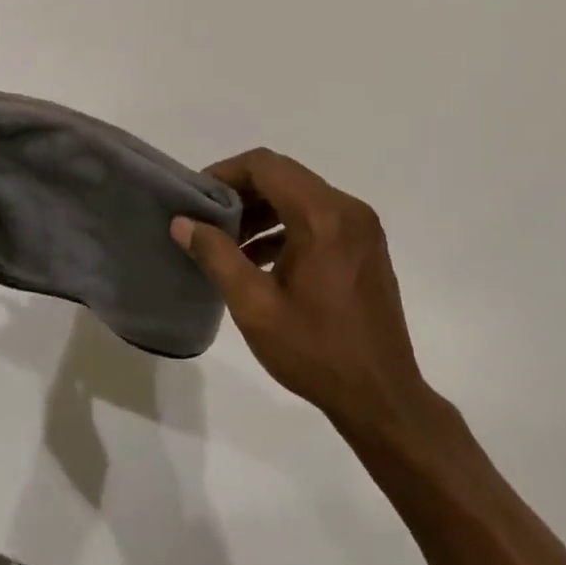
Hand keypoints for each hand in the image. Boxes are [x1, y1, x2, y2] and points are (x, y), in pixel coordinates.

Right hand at [172, 149, 434, 441]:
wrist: (382, 398)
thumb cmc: (315, 352)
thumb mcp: (255, 306)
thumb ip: (216, 256)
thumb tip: (183, 222)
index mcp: (322, 216)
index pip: (265, 166)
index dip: (226, 172)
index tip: (198, 196)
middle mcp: (347, 208)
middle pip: (284, 175)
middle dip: (242, 190)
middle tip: (208, 217)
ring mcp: (361, 225)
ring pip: (301, 194)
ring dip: (264, 208)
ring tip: (229, 240)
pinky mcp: (365, 244)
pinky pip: (319, 215)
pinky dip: (287, 224)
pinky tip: (261, 257)